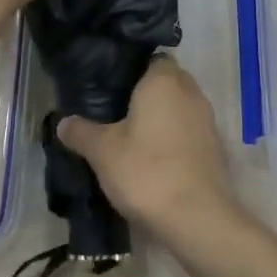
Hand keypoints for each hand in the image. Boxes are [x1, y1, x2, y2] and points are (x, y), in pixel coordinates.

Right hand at [58, 59, 231, 238]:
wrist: (197, 219)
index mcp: (164, 80)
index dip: (130, 68)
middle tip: (114, 109)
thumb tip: (62, 122)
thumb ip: (81, 132)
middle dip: (144, 92)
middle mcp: (190, 91)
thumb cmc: (147, 171)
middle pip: (165, 81)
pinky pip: (188, 130)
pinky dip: (173, 137)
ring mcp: (206, 120)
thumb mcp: (102, 151)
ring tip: (130, 134)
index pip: (150, 57)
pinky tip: (152, 156)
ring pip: (178, 106)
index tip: (108, 83)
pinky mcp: (214, 147)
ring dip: (160, 116)